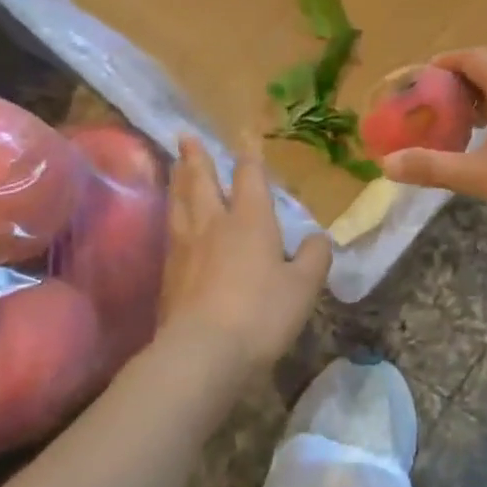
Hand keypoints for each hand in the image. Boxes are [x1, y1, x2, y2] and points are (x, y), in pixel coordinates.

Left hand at [157, 136, 330, 372]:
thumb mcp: (304, 287)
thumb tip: (318, 238)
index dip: (249, 155)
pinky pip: (169, 231)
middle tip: (185, 135)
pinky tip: (171, 219)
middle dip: (197, 158)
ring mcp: (185, 248)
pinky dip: (171, 214)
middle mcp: (214, 225)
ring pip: (179, 202)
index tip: (244, 133)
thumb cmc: (261, 313)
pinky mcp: (168, 274)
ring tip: (174, 165)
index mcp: (250, 221)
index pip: (249, 178)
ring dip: (178, 179)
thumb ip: (314, 257)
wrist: (202, 353)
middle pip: (201, 182)